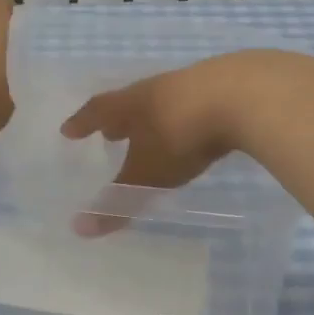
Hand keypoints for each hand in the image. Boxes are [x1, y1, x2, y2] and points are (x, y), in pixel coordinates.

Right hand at [59, 52, 267, 234]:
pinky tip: (196, 129)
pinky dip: (186, 118)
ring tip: (152, 132)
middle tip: (109, 132)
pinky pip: (196, 104)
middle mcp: (157, 89)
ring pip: (164, 101)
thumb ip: (118, 201)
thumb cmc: (182, 135)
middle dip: (119, 119)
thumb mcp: (148, 174)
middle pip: (131, 102)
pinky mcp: (227, 88)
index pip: (98, 111)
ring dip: (154, 118)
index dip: (82, 123)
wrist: (245, 96)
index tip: (68, 130)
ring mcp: (194, 85)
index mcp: (132, 104)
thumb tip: (79, 229)